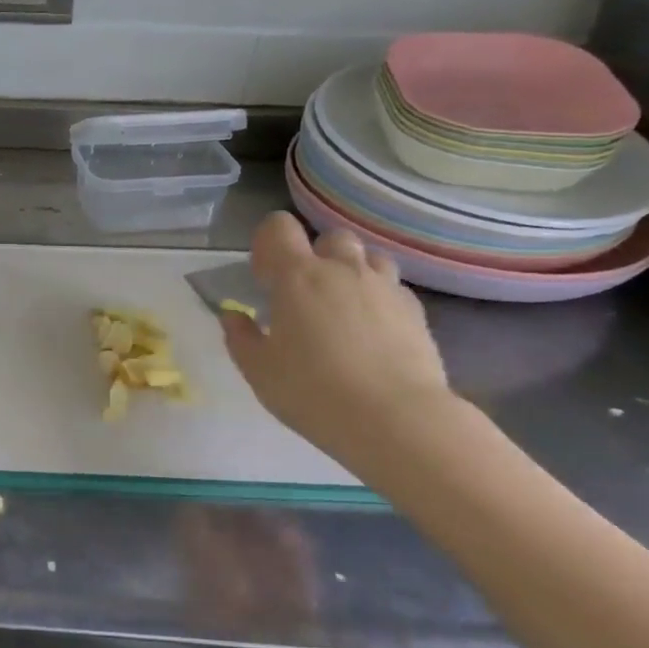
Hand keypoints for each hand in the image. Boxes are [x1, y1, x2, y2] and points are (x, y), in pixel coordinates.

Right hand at [220, 212, 453, 466]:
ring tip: (340, 310)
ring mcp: (384, 287)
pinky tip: (370, 333)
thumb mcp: (258, 370)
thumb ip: (240, 337)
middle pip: (329, 238)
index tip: (264, 278)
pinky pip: (391, 288)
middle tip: (302, 297)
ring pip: (368, 258)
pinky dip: (376, 299)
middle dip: (314, 257)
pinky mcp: (415, 311)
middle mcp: (343, 270)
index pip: (279, 228)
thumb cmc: (312, 392)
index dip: (267, 244)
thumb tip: (233, 315)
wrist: (395, 419)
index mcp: (297, 277)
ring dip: (350, 273)